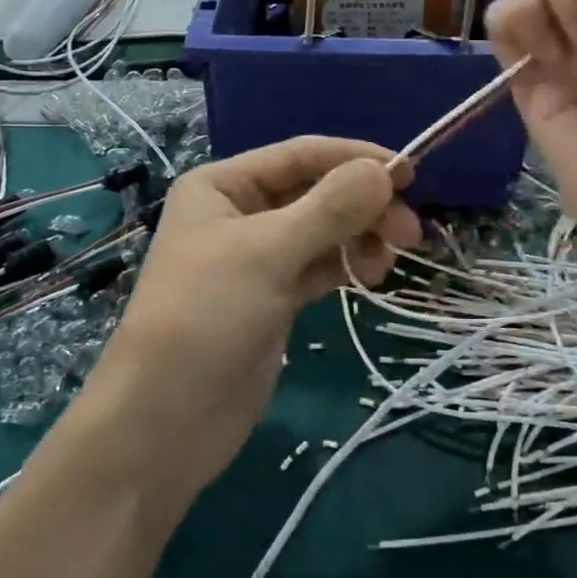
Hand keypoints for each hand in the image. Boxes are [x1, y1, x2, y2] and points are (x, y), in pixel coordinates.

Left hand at [79, 137, 421, 499]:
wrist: (164, 422)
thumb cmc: (205, 319)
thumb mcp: (267, 254)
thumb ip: (329, 209)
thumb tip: (383, 171)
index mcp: (223, 185)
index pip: (301, 155)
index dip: (356, 158)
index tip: (412, 174)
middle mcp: (240, 213)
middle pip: (316, 192)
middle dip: (363, 206)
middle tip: (411, 232)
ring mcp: (257, 258)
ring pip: (322, 231)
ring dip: (360, 237)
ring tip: (392, 258)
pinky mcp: (273, 297)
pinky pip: (319, 266)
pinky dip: (346, 265)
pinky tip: (371, 274)